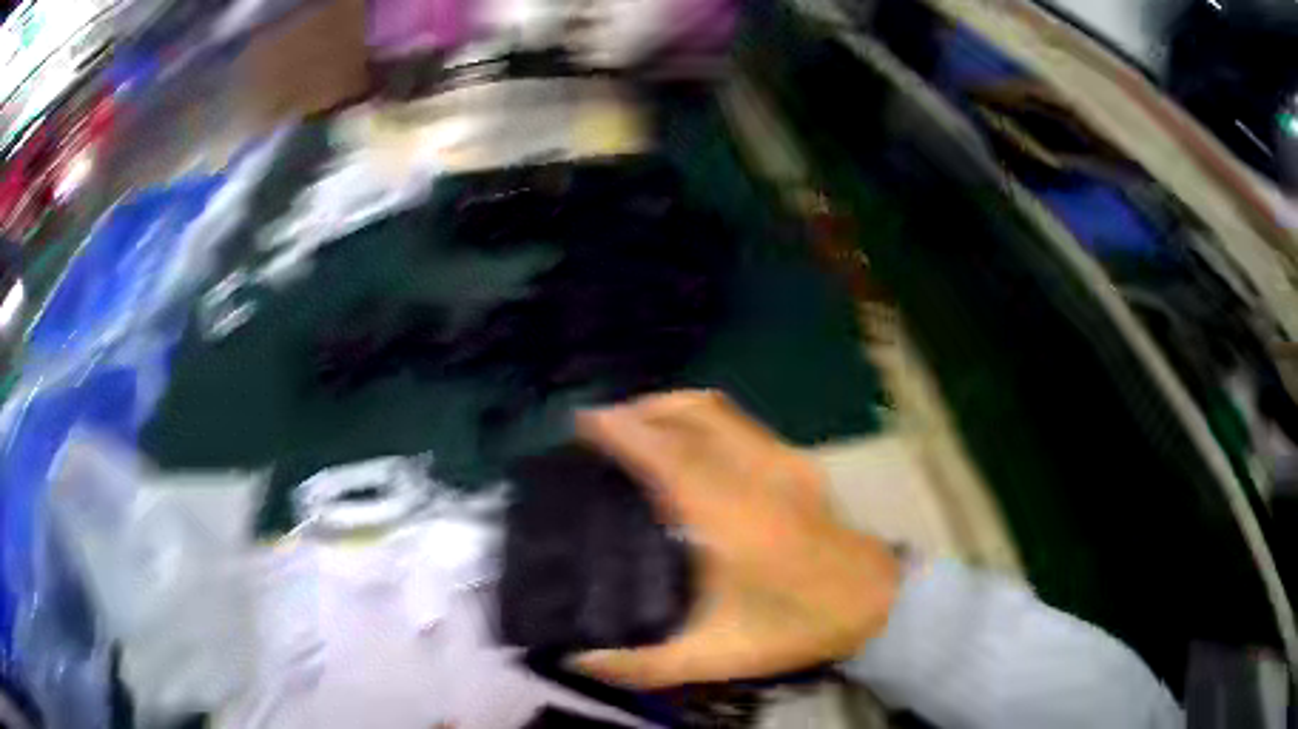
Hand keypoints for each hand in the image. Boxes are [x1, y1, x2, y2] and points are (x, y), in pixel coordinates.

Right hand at [572, 390, 899, 688]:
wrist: (871, 601)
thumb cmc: (794, 627)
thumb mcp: (716, 658)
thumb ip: (644, 665)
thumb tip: (580, 660)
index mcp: (733, 520)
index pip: (669, 457)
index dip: (624, 431)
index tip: (583, 422)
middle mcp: (756, 475)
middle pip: (690, 415)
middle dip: (639, 410)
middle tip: (599, 426)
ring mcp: (781, 459)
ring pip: (715, 410)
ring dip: (668, 408)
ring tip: (634, 425)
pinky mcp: (795, 458)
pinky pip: (735, 421)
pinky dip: (696, 418)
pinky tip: (683, 442)